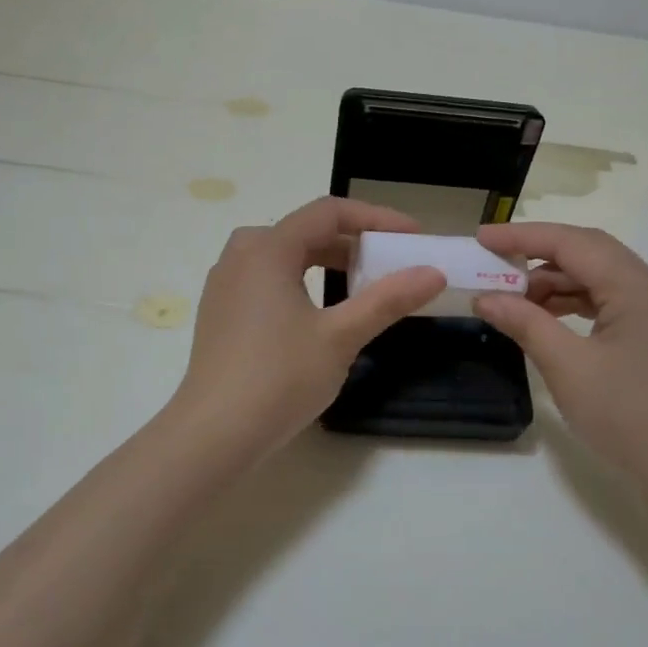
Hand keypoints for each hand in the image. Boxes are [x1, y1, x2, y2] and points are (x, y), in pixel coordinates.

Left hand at [168, 197, 445, 464]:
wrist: (214, 434)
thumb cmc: (279, 378)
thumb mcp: (341, 337)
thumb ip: (387, 300)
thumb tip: (433, 273)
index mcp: (267, 249)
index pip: (328, 212)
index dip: (375, 218)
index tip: (412, 236)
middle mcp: (240, 255)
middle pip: (305, 230)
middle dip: (352, 241)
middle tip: (390, 261)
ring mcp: (224, 284)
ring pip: (284, 255)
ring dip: (326, 261)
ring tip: (361, 284)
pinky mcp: (220, 312)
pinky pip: (266, 278)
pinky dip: (300, 280)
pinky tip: (318, 312)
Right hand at [474, 222, 647, 480]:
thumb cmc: (626, 416)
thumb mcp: (568, 367)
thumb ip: (526, 323)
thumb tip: (486, 298)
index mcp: (640, 288)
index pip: (575, 243)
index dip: (524, 236)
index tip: (482, 237)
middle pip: (591, 253)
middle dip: (538, 256)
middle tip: (493, 264)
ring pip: (601, 278)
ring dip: (556, 282)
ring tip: (513, 298)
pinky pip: (611, 303)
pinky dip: (576, 304)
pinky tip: (547, 318)